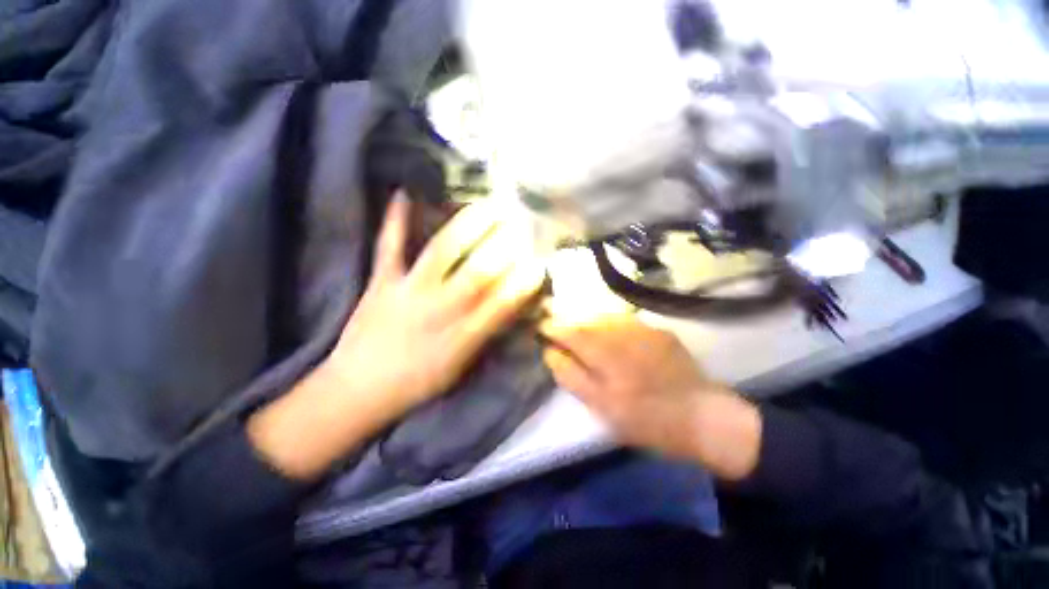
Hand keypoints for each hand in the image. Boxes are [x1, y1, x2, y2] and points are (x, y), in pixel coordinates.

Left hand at [249, 193, 543, 479]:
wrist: (359, 390)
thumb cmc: (418, 381)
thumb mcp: (461, 367)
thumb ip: (487, 334)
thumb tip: (512, 305)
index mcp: (461, 338)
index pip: (501, 305)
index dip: (523, 283)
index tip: (539, 263)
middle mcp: (438, 310)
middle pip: (477, 273)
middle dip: (503, 247)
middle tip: (522, 223)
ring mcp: (407, 292)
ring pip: (441, 252)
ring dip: (468, 226)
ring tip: (489, 205)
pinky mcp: (380, 282)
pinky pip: (388, 247)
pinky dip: (395, 220)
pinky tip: (403, 192)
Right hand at [539, 313, 760, 478]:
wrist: (704, 418)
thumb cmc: (646, 420)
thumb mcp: (602, 406)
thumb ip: (572, 376)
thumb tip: (551, 352)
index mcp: (606, 355)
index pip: (570, 331)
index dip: (552, 327)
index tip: (541, 327)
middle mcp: (622, 334)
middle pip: (586, 319)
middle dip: (568, 319)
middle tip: (556, 323)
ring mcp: (644, 330)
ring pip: (605, 316)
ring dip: (587, 319)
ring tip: (578, 325)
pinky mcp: (659, 331)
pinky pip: (626, 320)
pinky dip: (610, 322)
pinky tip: (608, 330)